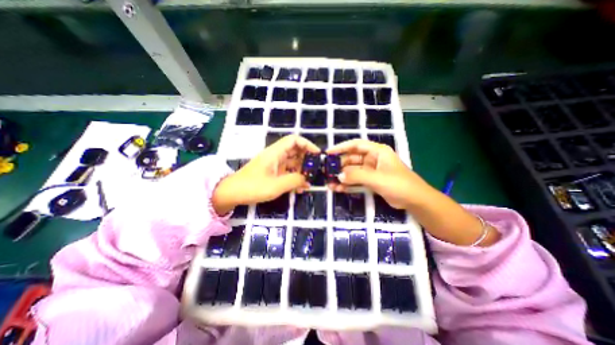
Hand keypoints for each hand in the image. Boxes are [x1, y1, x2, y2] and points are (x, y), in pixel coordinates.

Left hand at [213, 135, 321, 213]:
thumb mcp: (276, 185)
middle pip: (295, 151)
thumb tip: (307, 179)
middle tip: (315, 170)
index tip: (317, 154)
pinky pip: (287, 171)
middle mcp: (275, 155)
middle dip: (307, 159)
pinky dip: (294, 177)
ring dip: (301, 171)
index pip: (294, 140)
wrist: (232, 193)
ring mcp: (274, 164)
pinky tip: (300, 187)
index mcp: (275, 153)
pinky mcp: (272, 172)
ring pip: (292, 162)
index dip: (307, 144)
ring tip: (309, 182)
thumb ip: (294, 181)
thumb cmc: (252, 187)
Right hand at [326, 139, 498, 245]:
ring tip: (329, 183)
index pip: (356, 145)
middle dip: (339, 165)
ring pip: (353, 171)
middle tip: (326, 171)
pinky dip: (347, 184)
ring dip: (342, 176)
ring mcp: (371, 171)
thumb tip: (338, 175)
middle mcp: (373, 159)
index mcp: (377, 152)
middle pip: (352, 159)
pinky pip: (356, 181)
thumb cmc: (399, 184)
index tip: (328, 153)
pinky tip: (338, 188)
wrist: (415, 201)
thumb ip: (357, 176)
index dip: (341, 147)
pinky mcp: (371, 182)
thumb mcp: (377, 178)